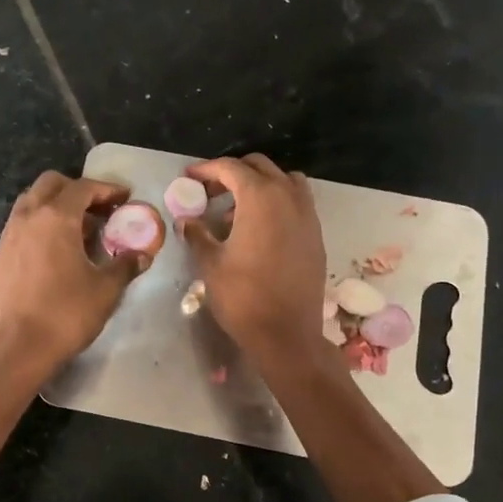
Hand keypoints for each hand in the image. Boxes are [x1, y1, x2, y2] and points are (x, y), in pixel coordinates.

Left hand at [0, 171, 147, 382]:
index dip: (106, 189)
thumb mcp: (106, 290)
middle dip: (76, 190)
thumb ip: (125, 265)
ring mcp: (8, 238)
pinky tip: (54, 255)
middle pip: (50, 185)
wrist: (17, 350)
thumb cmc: (66, 314)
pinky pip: (20, 229)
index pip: (82, 188)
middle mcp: (27, 218)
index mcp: (55, 218)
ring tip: (78, 232)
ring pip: (30, 204)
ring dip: (55, 208)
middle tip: (99, 210)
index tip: (124, 198)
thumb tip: (142, 254)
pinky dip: (39, 228)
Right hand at [180, 154, 326, 363]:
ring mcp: (308, 215)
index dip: (207, 169)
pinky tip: (259, 229)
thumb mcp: (211, 264)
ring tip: (236, 209)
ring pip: (284, 181)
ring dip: (259, 185)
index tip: (189, 176)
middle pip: (260, 167)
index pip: (231, 168)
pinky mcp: (316, 235)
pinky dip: (277, 202)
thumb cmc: (243, 297)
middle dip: (232, 173)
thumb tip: (186, 220)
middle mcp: (288, 197)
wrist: (287, 334)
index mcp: (260, 198)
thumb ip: (197, 235)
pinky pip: (297, 203)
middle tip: (209, 192)